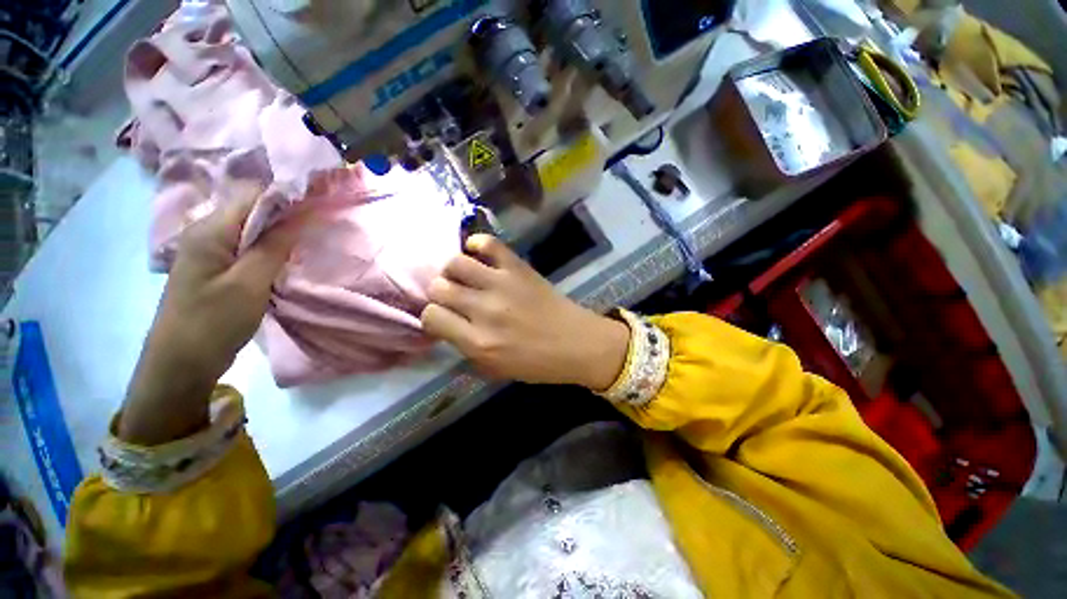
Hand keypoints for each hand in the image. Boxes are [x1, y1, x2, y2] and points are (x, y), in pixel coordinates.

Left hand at [120, 183, 305, 444]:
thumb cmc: (213, 322)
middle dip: (288, 210)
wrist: (180, 364)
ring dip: (281, 229)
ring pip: (252, 228)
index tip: (321, 199)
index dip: (288, 193)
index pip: (253, 194)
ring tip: (311, 234)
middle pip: (252, 208)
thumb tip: (303, 213)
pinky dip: (270, 245)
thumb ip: (275, 245)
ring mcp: (210, 250)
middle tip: (322, 218)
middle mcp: (207, 232)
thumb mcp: (250, 283)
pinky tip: (287, 254)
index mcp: (211, 230)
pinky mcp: (216, 267)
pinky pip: (247, 245)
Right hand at [420, 235, 628, 389]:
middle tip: (453, 296)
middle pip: (438, 287)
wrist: (577, 343)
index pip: (431, 317)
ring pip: (455, 263)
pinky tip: (478, 254)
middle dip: (440, 292)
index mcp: (478, 342)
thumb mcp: (496, 369)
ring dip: (453, 270)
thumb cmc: (537, 363)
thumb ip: (466, 348)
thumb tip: (447, 325)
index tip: (443, 317)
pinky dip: (477, 245)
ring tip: (464, 276)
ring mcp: (501, 284)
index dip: (433, 316)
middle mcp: (484, 310)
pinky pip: (488, 244)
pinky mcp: (518, 268)